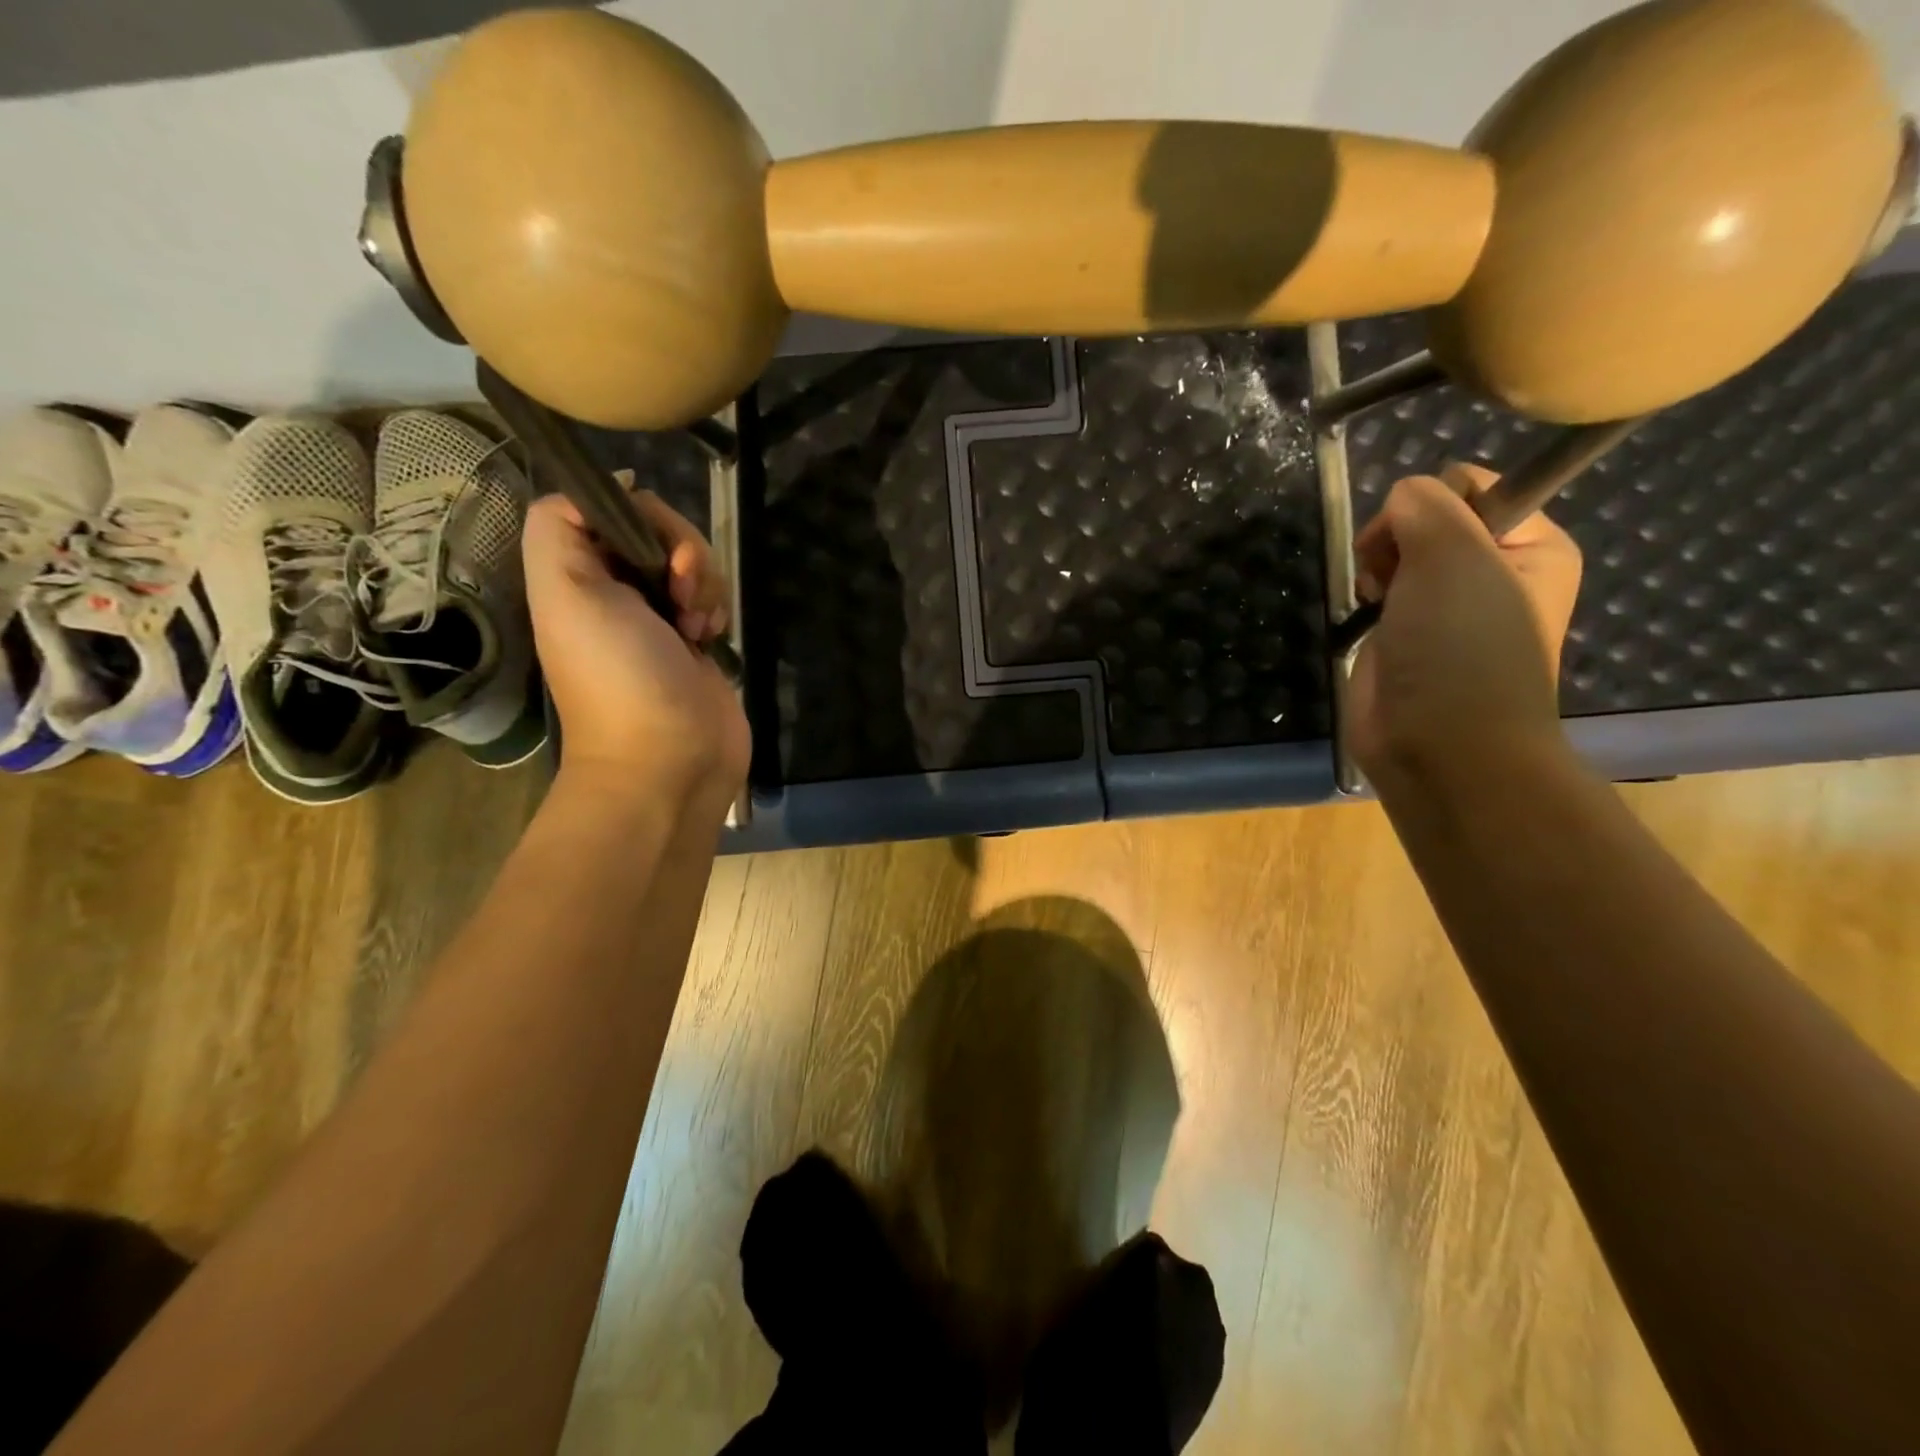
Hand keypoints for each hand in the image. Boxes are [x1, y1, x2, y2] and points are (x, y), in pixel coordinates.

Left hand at [521, 477, 749, 803]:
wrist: (669, 758)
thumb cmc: (619, 675)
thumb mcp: (565, 592)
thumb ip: (559, 525)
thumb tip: (615, 485)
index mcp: (577, 573)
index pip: (612, 508)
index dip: (643, 518)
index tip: (658, 552)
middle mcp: (617, 588)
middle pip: (661, 530)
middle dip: (685, 552)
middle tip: (682, 595)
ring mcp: (661, 616)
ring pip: (696, 562)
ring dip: (706, 585)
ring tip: (697, 629)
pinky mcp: (698, 641)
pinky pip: (715, 597)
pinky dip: (719, 609)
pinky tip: (711, 639)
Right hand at [1346, 463, 1581, 782]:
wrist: (1437, 743)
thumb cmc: (1461, 648)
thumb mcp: (1454, 556)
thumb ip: (1425, 506)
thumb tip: (1399, 500)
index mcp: (1531, 546)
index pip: (1473, 486)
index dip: (1434, 504)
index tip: (1421, 541)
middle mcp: (1492, 571)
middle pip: (1427, 517)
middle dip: (1397, 539)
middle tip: (1394, 577)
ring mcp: (1445, 605)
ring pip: (1395, 553)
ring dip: (1376, 568)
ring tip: (1378, 600)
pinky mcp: (1405, 634)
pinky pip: (1379, 589)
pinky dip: (1366, 596)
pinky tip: (1366, 615)